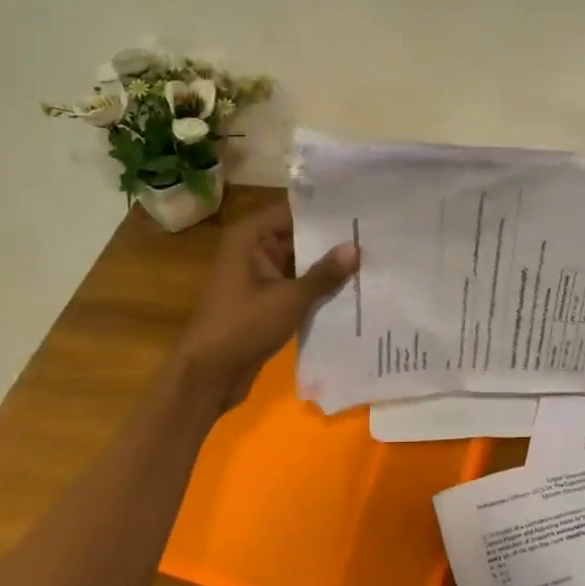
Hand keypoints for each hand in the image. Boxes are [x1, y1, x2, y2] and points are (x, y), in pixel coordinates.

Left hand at [173, 205, 358, 409]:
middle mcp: (253, 249)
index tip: (361, 209)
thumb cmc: (243, 326)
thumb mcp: (289, 299)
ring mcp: (258, 276)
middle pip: (298, 236)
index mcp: (250, 237)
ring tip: (371, 258)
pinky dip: (318, 287)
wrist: (208, 375)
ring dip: (327, 266)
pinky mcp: (265, 300)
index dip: (325, 210)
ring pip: (299, 262)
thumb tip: (356, 248)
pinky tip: (353, 288)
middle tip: (375, 235)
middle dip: (332, 240)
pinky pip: (296, 285)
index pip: (293, 211)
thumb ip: (324, 274)